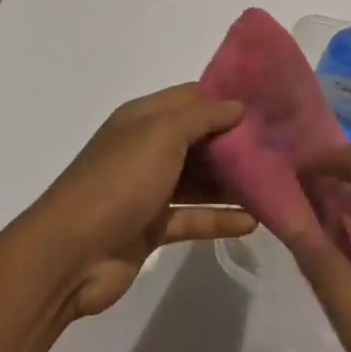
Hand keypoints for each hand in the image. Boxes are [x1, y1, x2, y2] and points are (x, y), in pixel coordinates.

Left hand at [28, 84, 257, 318]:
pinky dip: (219, 219)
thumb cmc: (118, 181)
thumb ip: (201, 117)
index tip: (267, 103)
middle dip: (235, 142)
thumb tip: (237, 104)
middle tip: (281, 147)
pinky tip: (253, 222)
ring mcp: (148, 189)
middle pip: (199, 139)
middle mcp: (146, 148)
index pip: (191, 97)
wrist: (70, 254)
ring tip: (275, 184)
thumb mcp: (160, 135)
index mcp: (143, 118)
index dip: (225, 98)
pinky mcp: (152, 227)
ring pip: (199, 180)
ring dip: (232, 183)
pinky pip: (193, 218)